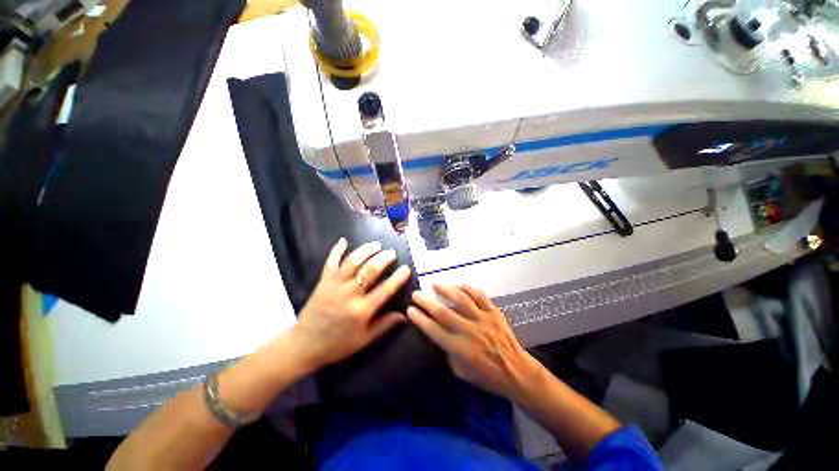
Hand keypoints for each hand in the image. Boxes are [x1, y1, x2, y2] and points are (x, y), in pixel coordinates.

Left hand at [290, 238, 411, 371]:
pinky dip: (337, 249)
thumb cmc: (337, 344)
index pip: (385, 289)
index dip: (398, 278)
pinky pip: (331, 262)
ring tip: (376, 244)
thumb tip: (405, 315)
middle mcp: (349, 294)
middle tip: (392, 253)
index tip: (406, 268)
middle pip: (370, 270)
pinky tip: (344, 240)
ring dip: (366, 250)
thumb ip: (385, 325)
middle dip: (383, 258)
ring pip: (352, 261)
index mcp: (361, 310)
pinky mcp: (323, 281)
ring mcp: (334, 285)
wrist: (303, 345)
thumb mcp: (364, 339)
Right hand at [408, 284, 539, 398]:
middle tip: (416, 294)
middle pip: (443, 312)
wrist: (515, 371)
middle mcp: (469, 331)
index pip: (433, 330)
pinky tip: (458, 285)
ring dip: (445, 289)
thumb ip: (448, 353)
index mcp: (459, 349)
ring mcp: (482, 319)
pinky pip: (479, 295)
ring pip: (461, 299)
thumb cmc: (486, 376)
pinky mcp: (493, 312)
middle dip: (426, 302)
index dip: (420, 319)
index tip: (410, 310)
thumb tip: (438, 336)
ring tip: (434, 283)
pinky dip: (467, 288)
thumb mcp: (461, 372)